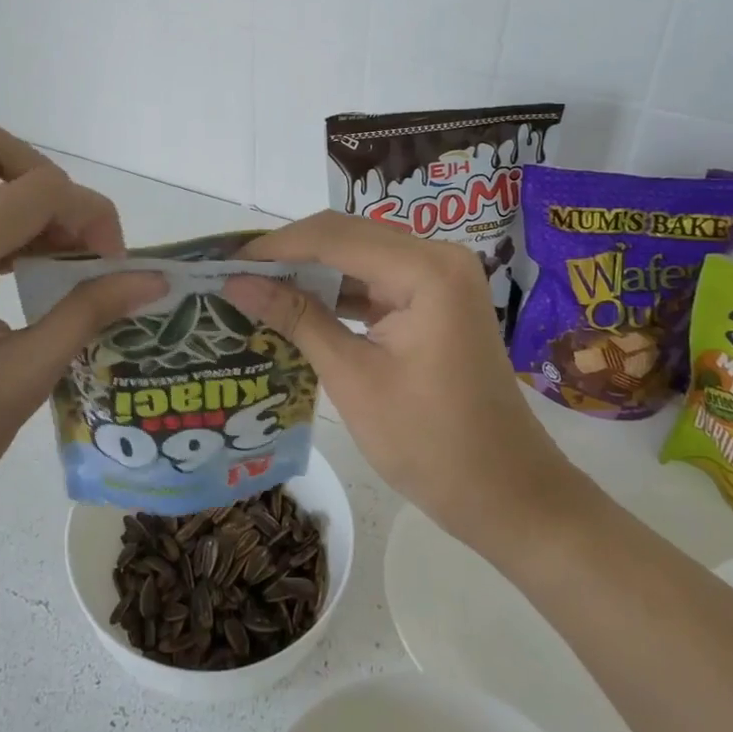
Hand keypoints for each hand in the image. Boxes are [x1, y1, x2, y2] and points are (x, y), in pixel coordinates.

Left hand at [0, 124, 163, 548]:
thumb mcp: (22, 380)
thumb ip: (88, 314)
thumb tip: (154, 279)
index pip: (35, 190)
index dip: (90, 214)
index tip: (113, 266)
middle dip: (49, 181)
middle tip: (78, 238)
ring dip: (25, 199)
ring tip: (61, 257)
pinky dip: (1, 221)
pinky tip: (27, 269)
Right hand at [223, 212, 584, 558]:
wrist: (508, 495)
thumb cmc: (431, 443)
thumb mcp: (353, 378)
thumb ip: (297, 318)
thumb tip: (236, 282)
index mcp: (425, 269)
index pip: (333, 237)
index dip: (275, 247)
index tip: (224, 261)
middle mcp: (437, 257)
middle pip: (347, 237)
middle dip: (289, 254)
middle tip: (235, 274)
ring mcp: (440, 278)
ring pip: (359, 257)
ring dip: (311, 272)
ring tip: (256, 287)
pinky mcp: (436, 301)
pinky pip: (376, 282)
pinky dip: (338, 292)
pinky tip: (298, 305)